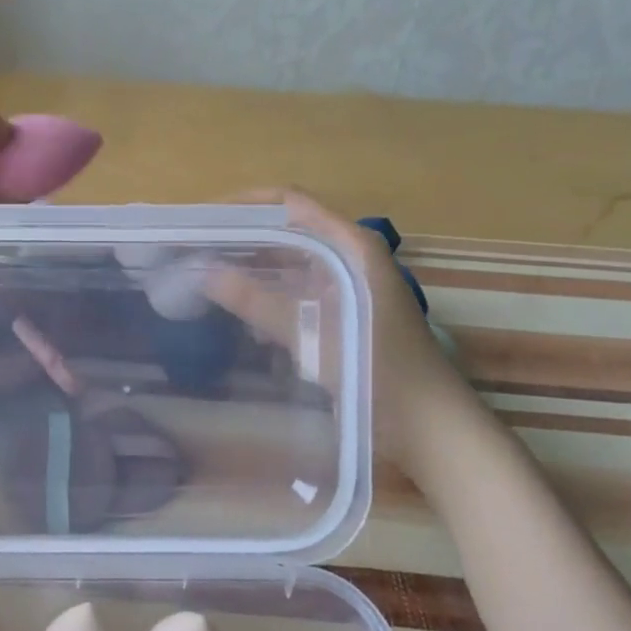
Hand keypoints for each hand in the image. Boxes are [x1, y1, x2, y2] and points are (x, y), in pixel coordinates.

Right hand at [206, 188, 481, 475]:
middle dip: (244, 239)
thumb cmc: (379, 371)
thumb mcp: (312, 334)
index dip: (245, 204)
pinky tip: (243, 317)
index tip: (205, 219)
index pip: (289, 202)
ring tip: (210, 280)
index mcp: (351, 245)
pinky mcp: (347, 312)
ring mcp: (350, 285)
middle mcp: (350, 255)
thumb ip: (257, 301)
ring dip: (255, 270)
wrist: (433, 428)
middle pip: (289, 231)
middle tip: (198, 252)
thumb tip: (204, 271)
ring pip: (292, 263)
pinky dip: (272, 297)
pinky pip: (300, 291)